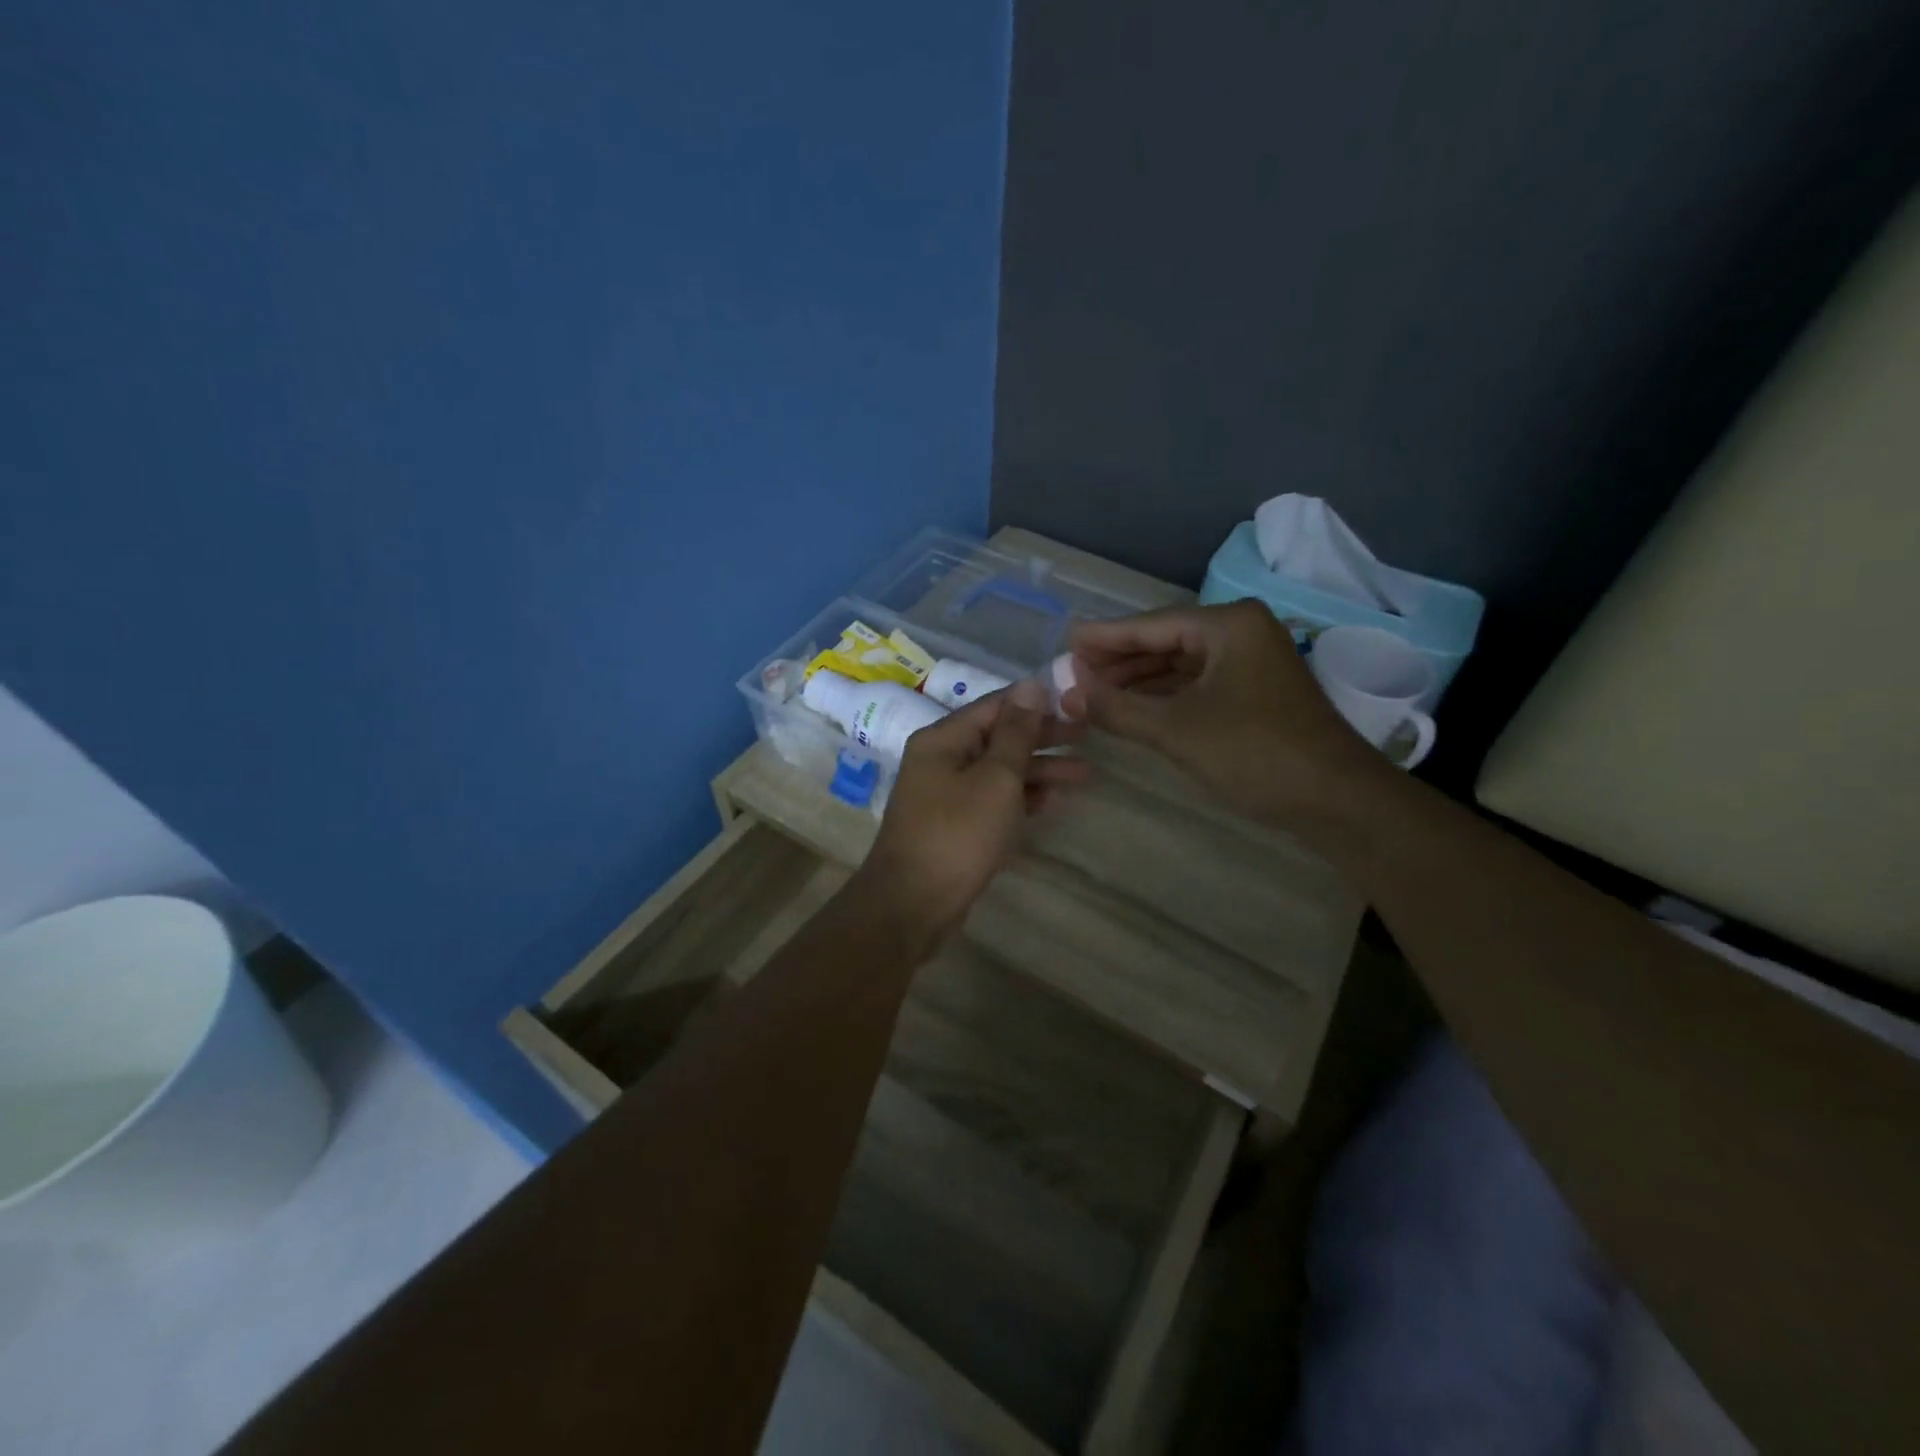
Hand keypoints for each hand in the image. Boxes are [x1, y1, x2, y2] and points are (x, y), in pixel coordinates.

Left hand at [855, 678, 1088, 946]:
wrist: (913, 904)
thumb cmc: (957, 834)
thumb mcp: (995, 778)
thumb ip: (1016, 733)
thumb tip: (1031, 685)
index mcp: (943, 739)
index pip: (995, 705)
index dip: (1037, 702)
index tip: (1076, 703)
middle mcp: (941, 760)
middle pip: (998, 738)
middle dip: (1043, 738)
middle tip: (1088, 736)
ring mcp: (946, 795)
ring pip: (999, 772)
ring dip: (1040, 772)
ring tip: (1086, 775)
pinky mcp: (954, 826)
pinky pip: (993, 801)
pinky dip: (1022, 799)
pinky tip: (1056, 801)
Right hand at [1062, 600, 1386, 824]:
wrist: (1335, 799)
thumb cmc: (1254, 753)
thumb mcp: (1176, 730)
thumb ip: (1117, 708)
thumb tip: (1066, 693)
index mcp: (1228, 625)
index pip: (1151, 625)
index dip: (1103, 638)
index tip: (1064, 643)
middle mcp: (1241, 632)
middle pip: (1165, 641)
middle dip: (1118, 661)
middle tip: (1072, 674)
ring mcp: (1251, 661)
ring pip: (1180, 664)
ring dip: (1138, 680)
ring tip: (1092, 693)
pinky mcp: (1255, 691)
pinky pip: (1197, 684)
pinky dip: (1164, 696)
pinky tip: (1133, 708)